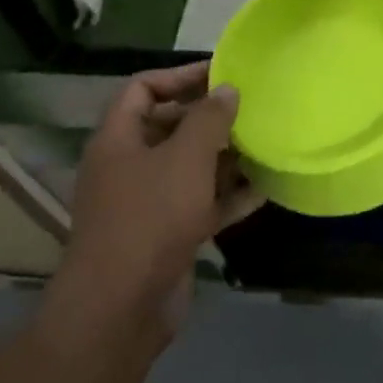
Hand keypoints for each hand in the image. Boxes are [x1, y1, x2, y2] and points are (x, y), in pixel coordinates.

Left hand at [46, 62, 262, 339]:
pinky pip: (201, 204)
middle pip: (169, 126)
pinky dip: (228, 196)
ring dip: (224, 157)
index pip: (142, 88)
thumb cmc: (150, 217)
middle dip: (209, 117)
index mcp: (118, 140)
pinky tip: (263, 190)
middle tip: (251, 109)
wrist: (121, 307)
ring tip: (264, 144)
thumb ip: (209, 118)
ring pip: (189, 167)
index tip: (221, 74)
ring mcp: (147, 203)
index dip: (179, 76)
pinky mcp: (166, 234)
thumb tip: (227, 89)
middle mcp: (128, 166)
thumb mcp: (185, 158)